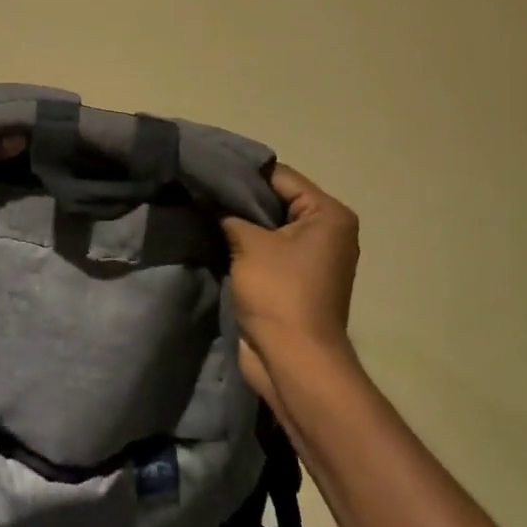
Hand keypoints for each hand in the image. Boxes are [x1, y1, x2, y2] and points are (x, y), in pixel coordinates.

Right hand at [221, 165, 360, 402]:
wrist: (293, 362)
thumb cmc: (279, 293)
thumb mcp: (249, 243)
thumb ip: (228, 213)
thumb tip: (208, 197)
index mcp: (328, 215)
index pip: (280, 176)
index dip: (242, 171)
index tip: (206, 164)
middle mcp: (326, 231)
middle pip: (275, 200)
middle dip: (237, 196)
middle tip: (198, 185)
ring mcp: (311, 258)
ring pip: (267, 226)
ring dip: (238, 222)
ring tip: (199, 206)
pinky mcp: (294, 280)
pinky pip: (266, 250)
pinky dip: (243, 244)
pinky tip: (210, 235)